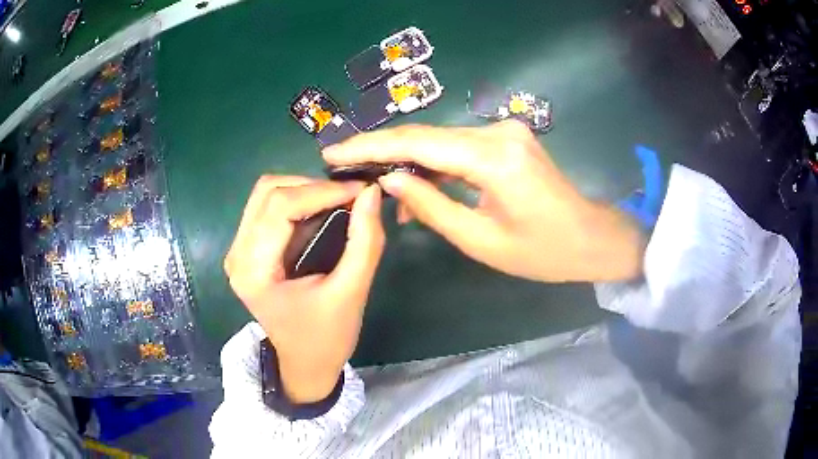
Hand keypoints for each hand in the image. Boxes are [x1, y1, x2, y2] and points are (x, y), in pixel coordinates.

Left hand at [224, 177, 383, 402]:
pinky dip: (297, 202)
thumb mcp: (351, 292)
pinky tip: (321, 211)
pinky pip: (267, 208)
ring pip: (266, 194)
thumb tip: (371, 193)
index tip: (360, 190)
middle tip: (350, 196)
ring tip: (339, 201)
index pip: (280, 206)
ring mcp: (238, 251)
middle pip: (268, 192)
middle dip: (313, 186)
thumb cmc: (327, 337)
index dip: (322, 190)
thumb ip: (364, 241)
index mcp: (254, 270)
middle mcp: (237, 255)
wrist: (305, 364)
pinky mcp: (247, 250)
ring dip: (304, 190)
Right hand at [324, 120, 643, 282]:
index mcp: (494, 158)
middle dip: (382, 151)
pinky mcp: (506, 139)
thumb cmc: (542, 252)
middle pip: (426, 136)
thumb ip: (431, 206)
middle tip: (344, 166)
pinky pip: (459, 149)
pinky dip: (435, 167)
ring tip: (383, 193)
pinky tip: (418, 190)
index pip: (418, 143)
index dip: (371, 147)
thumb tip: (389, 180)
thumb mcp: (481, 240)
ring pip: (440, 142)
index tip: (333, 152)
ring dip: (410, 164)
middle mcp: (497, 132)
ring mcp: (504, 131)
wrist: (591, 238)